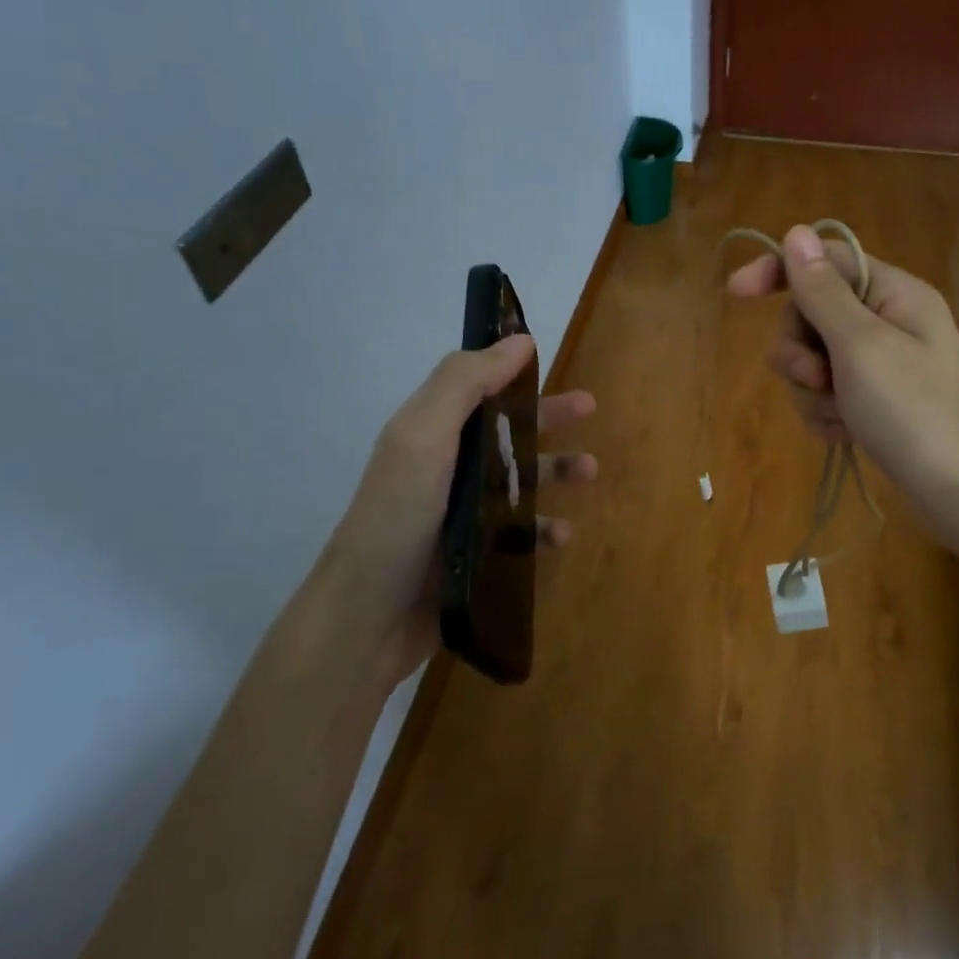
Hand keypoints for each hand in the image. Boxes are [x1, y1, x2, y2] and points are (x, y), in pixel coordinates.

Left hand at [311, 334, 596, 689]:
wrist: (368, 618)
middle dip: (546, 416)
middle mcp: (446, 466)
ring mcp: (461, 512)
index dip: (509, 370)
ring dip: (554, 470)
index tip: (547, 358)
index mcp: (430, 431)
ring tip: (590, 472)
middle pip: (504, 429)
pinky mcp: (474, 553)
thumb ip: (464, 384)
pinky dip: (543, 528)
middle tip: (589, 407)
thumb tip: (518, 340)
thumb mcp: (423, 437)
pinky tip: (563, 534)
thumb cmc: (397, 517)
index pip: (474, 386)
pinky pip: (520, 532)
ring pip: (518, 479)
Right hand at [727, 226, 958, 553]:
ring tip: (837, 416)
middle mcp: (887, 322)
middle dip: (800, 348)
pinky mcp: (875, 403)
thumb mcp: (861, 346)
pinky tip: (843, 434)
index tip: (735, 293)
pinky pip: (827, 395)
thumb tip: (797, 232)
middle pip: (812, 314)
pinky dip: (826, 413)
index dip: (779, 270)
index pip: (824, 261)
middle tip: (814, 377)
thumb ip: (823, 292)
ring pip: (814, 360)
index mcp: (893, 293)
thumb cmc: (916, 412)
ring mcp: (881, 366)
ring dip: (812, 389)